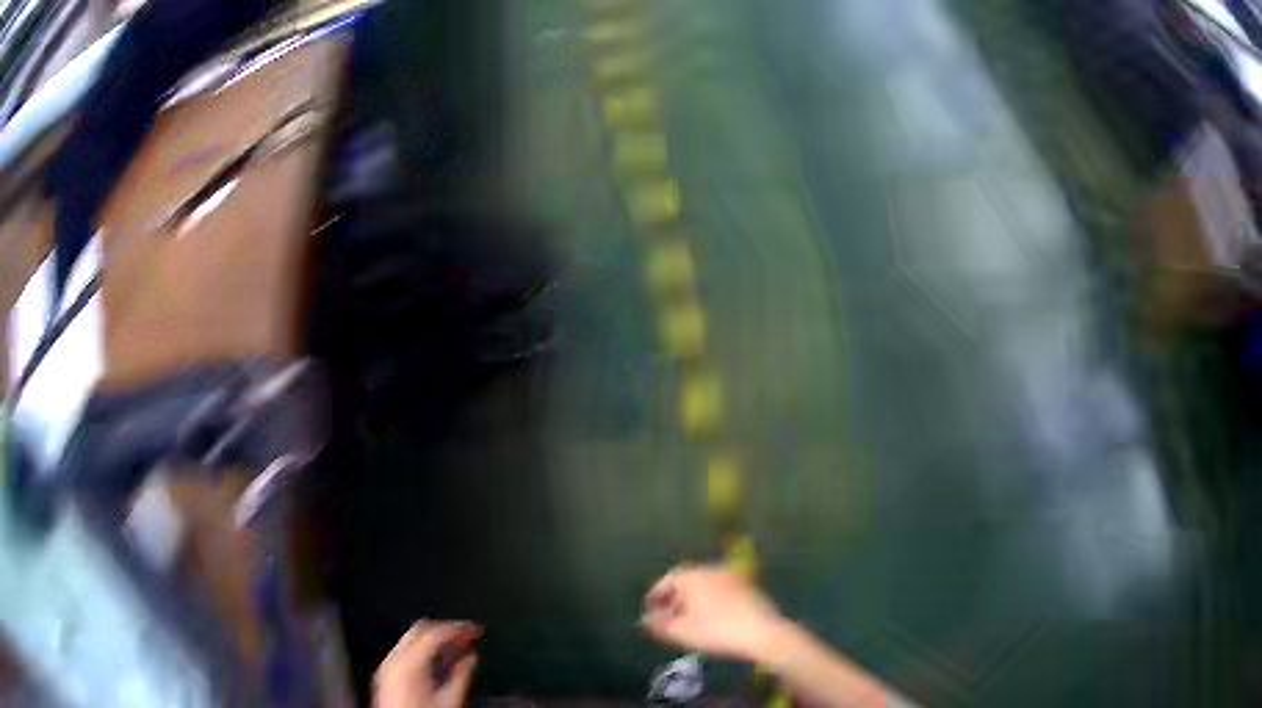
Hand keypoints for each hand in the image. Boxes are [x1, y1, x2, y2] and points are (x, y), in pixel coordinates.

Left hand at [374, 620, 480, 707]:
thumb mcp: (450, 700)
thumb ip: (462, 675)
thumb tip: (471, 657)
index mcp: (409, 663)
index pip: (435, 633)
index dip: (457, 629)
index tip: (473, 630)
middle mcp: (394, 660)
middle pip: (420, 631)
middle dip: (444, 630)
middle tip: (465, 635)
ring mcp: (387, 666)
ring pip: (411, 639)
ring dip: (434, 639)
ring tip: (455, 646)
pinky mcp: (386, 675)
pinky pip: (404, 652)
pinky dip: (422, 650)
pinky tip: (437, 659)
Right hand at [641, 564, 788, 661]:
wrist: (762, 632)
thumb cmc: (715, 631)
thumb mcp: (680, 632)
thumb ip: (658, 625)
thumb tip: (645, 620)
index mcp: (692, 576)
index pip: (666, 581)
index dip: (654, 597)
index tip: (648, 613)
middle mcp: (711, 569)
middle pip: (686, 581)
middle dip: (674, 599)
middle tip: (666, 618)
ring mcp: (732, 577)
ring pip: (704, 586)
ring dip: (692, 601)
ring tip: (687, 621)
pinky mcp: (748, 587)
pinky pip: (721, 591)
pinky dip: (710, 602)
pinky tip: (710, 619)